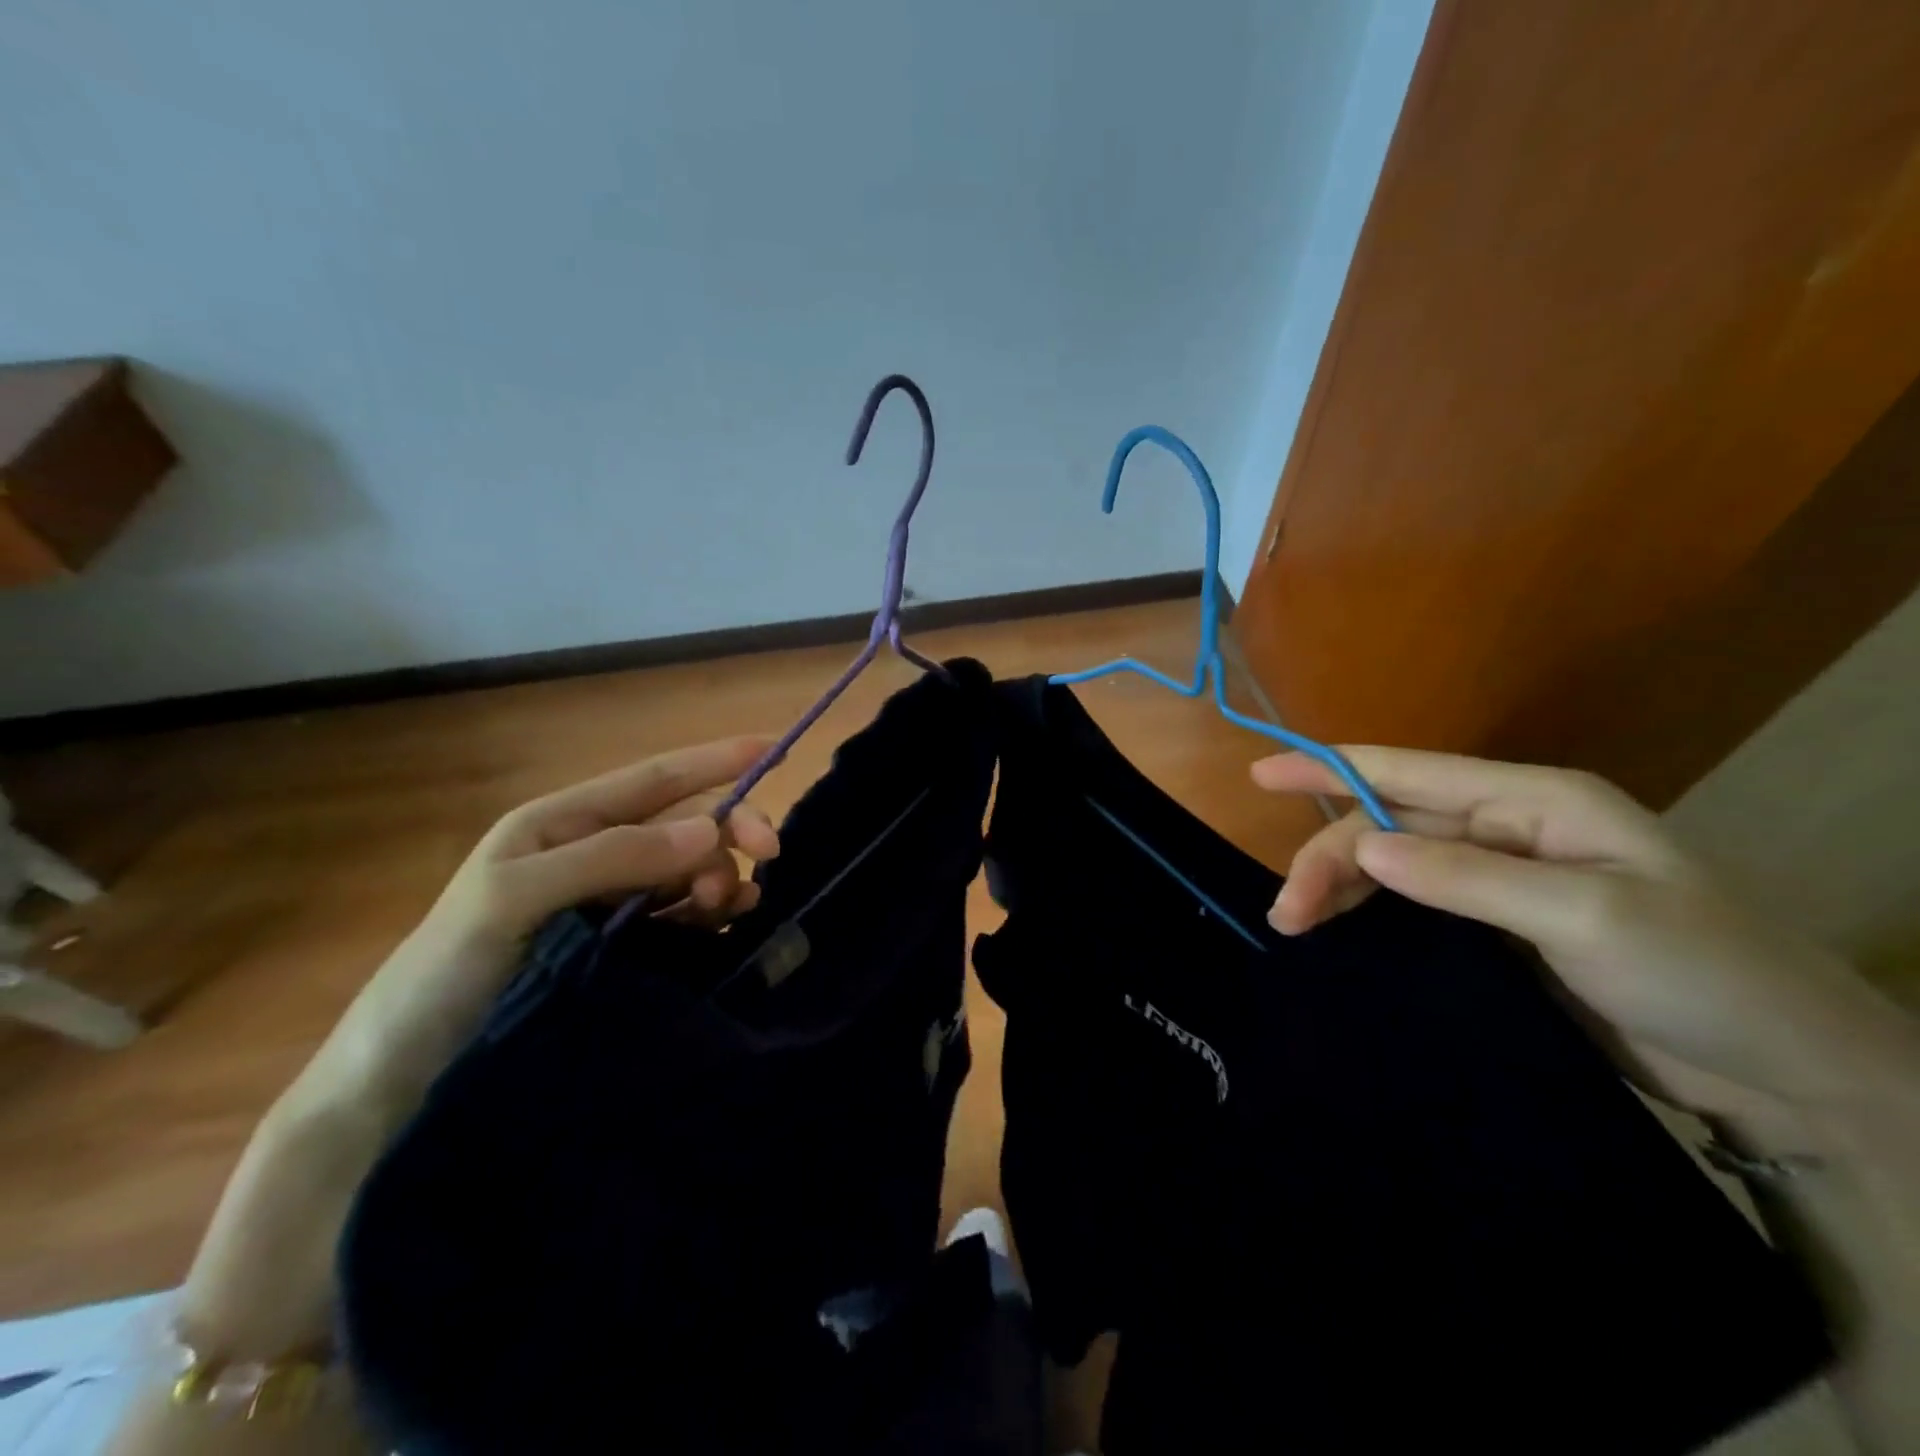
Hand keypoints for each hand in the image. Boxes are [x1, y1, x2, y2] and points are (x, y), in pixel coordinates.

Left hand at [161, 738, 780, 1378]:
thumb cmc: (440, 978)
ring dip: (722, 875)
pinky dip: (713, 911)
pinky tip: (725, 923)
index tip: (773, 748)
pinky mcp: (621, 949)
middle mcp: (591, 854)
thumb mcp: (511, 900)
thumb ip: (609, 857)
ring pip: (691, 869)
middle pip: (683, 823)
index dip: (714, 760)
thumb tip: (708, 829)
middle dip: (728, 829)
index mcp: (559, 825)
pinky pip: (684, 914)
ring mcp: (608, 903)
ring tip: (730, 906)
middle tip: (769, 853)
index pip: (653, 780)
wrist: (399, 1084)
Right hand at [1252, 748, 1916, 1130]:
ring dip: (1341, 887)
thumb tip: (1362, 846)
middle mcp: (1509, 829)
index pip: (1407, 773)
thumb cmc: (1705, 973)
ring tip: (1294, 923)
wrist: (1791, 1074)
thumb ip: (1466, 876)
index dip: (1328, 768)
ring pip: (1393, 865)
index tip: (1259, 776)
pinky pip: (1413, 905)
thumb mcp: (1585, 915)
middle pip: (1388, 825)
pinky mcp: (1499, 929)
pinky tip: (1338, 929)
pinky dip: (1370, 912)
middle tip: (1286, 912)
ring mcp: (1502, 879)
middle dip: (1330, 858)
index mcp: (1534, 800)